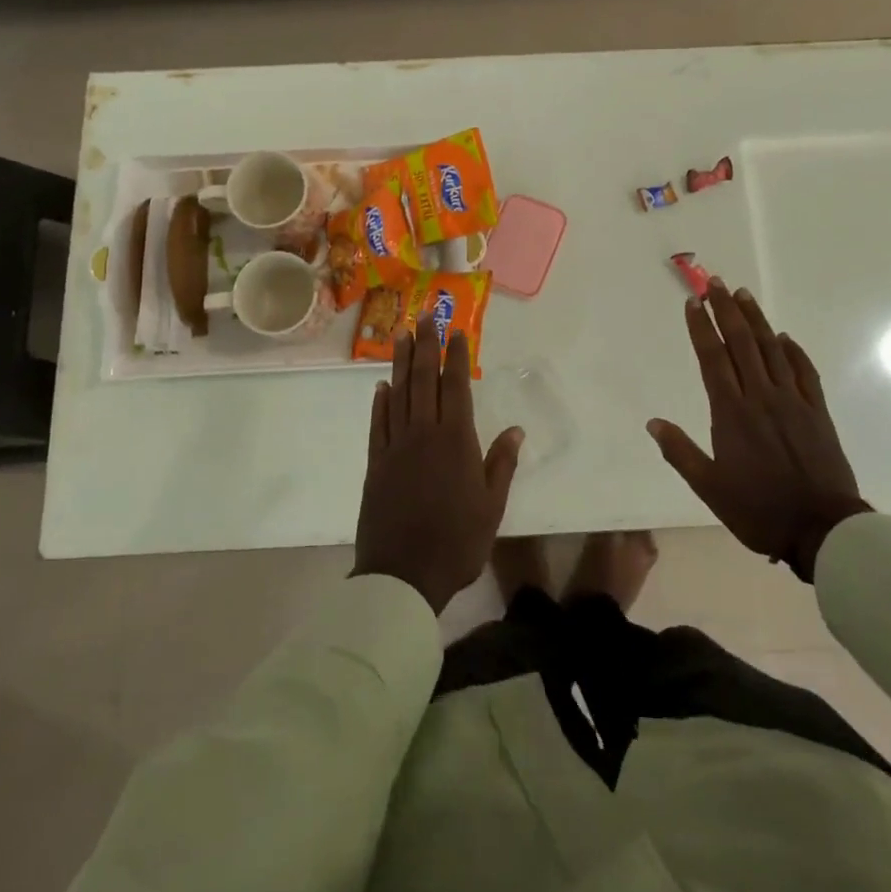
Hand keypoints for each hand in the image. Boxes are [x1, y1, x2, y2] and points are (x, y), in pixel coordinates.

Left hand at [353, 315, 522, 613]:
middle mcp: (423, 434)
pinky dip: (380, 402)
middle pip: (423, 380)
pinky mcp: (375, 464)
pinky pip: (378, 424)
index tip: (457, 331)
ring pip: (398, 394)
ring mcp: (395, 447)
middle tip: (425, 316)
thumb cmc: (456, 542)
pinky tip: (382, 386)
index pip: (455, 387)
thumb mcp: (491, 507)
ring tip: (402, 335)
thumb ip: (501, 464)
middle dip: (426, 345)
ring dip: (401, 363)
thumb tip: (515, 429)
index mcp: (455, 441)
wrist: (402, 576)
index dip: (456, 357)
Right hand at [648, 280, 870, 581]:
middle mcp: (761, 397)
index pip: (713, 358)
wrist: (822, 529)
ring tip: (743, 295)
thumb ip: (680, 452)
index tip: (692, 303)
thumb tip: (653, 423)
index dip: (701, 328)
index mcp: (732, 413)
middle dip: (726, 311)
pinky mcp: (817, 412)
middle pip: (742, 343)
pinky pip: (804, 372)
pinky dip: (794, 351)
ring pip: (772, 350)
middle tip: (715, 283)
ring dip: (757, 320)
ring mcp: (793, 401)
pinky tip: (785, 338)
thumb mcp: (709, 487)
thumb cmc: (758, 509)